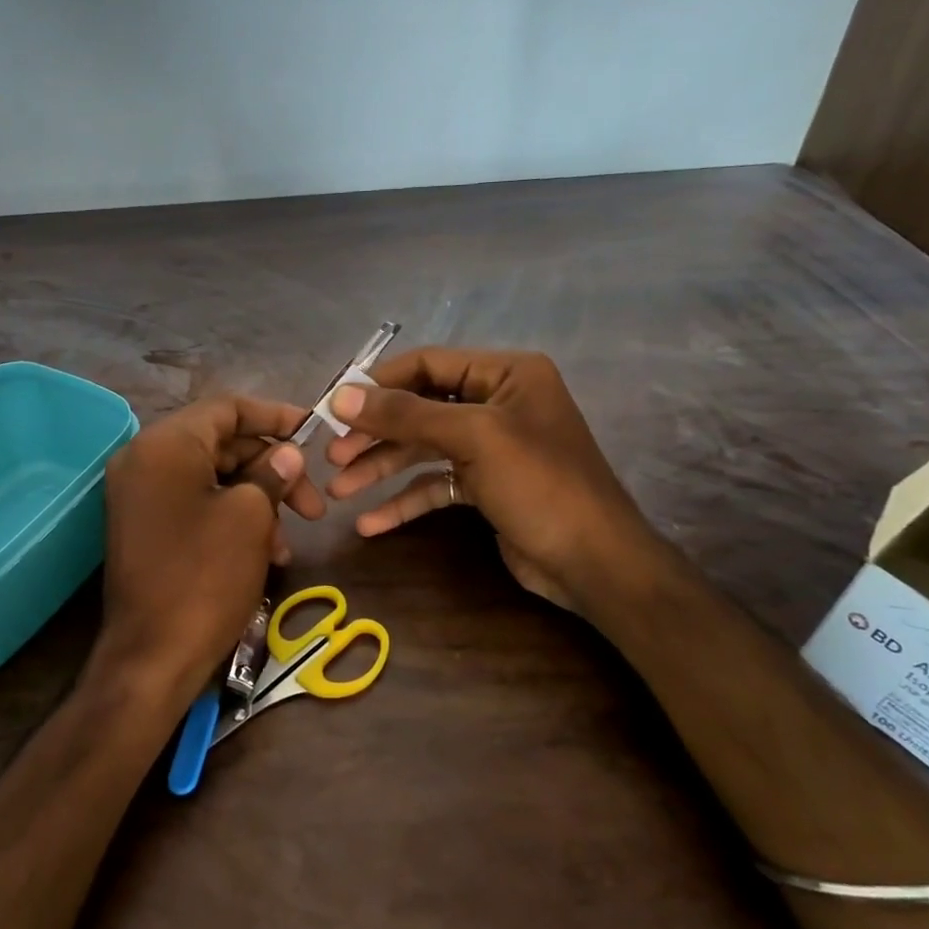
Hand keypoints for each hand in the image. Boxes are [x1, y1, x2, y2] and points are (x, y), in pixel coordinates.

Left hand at [91, 395, 324, 710]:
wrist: (152, 658)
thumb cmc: (204, 577)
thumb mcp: (250, 517)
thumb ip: (271, 474)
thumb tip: (287, 454)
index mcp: (165, 444)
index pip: (226, 408)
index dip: (275, 416)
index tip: (313, 432)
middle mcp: (145, 460)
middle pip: (221, 445)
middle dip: (272, 470)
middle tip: (313, 504)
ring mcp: (140, 496)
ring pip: (213, 479)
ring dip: (257, 501)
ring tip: (289, 541)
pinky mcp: (145, 527)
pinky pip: (195, 505)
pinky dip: (232, 519)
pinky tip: (265, 552)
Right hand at [324, 349, 657, 616]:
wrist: (596, 563)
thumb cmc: (540, 484)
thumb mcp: (473, 438)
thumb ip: (406, 414)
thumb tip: (341, 397)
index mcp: (505, 374)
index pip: (428, 364)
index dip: (379, 384)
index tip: (333, 407)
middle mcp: (497, 403)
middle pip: (420, 409)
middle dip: (375, 434)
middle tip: (332, 456)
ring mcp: (491, 447)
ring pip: (423, 449)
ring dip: (381, 469)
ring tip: (338, 492)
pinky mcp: (486, 487)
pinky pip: (436, 484)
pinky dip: (404, 501)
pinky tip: (370, 523)